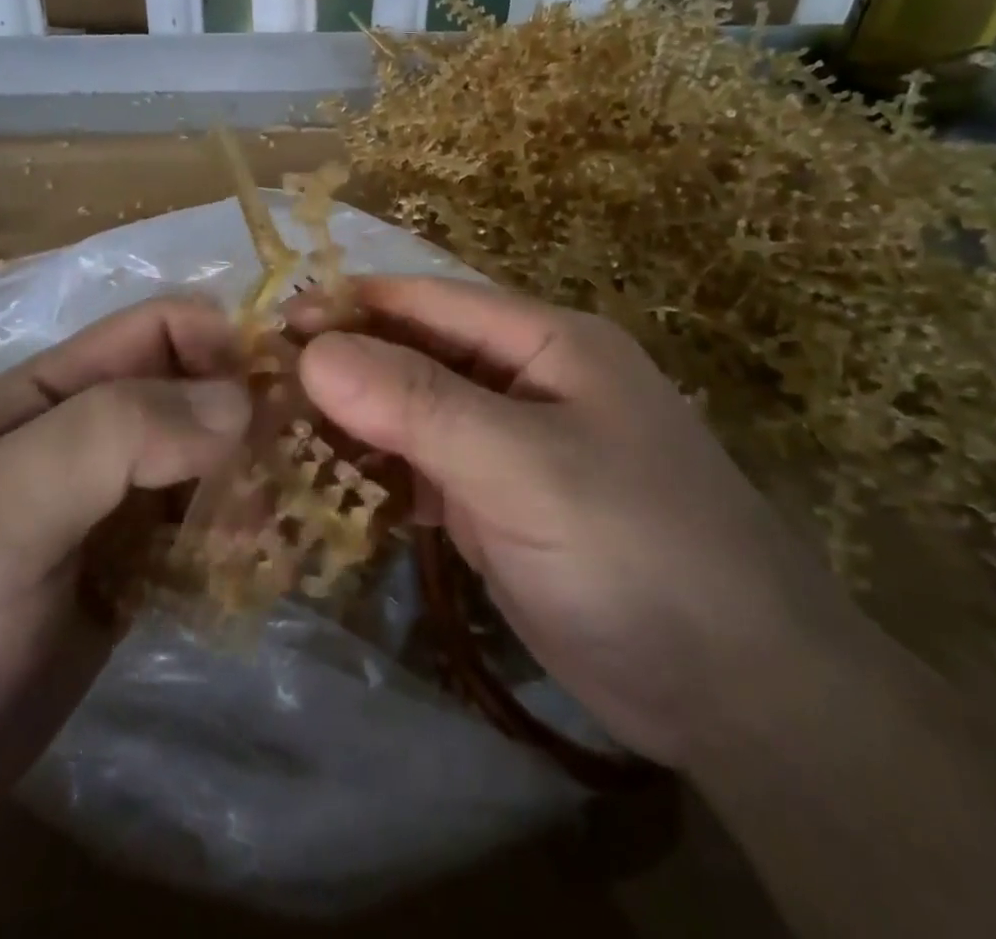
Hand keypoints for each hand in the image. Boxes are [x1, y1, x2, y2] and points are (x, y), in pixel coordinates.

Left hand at [0, 297, 249, 879]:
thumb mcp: (2, 506)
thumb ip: (118, 435)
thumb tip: (242, 402)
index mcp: (49, 393)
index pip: (158, 329)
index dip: (224, 340)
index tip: (288, 384)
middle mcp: (84, 438)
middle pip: (191, 394)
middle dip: (250, 415)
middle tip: (302, 461)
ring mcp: (106, 511)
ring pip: (203, 464)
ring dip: (250, 480)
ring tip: (284, 522)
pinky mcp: (125, 577)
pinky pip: (198, 534)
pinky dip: (235, 538)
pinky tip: (262, 562)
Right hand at [298, 277, 853, 766]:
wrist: (737, 692)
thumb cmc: (637, 551)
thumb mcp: (524, 467)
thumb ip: (419, 405)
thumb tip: (314, 350)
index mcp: (545, 342)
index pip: (430, 302)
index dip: (351, 306)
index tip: (272, 326)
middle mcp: (525, 381)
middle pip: (416, 356)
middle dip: (343, 368)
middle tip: (258, 388)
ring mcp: (511, 445)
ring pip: (413, 415)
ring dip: (352, 424)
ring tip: (273, 436)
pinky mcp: (500, 503)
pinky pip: (424, 471)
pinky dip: (378, 476)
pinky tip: (326, 487)